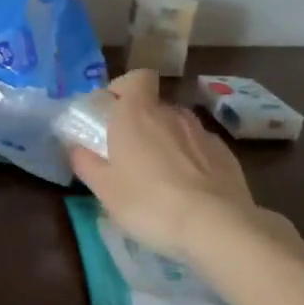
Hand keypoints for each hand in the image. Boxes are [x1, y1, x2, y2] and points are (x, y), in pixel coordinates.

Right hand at [68, 69, 259, 261]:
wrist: (216, 226)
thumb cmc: (149, 203)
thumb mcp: (105, 190)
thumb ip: (86, 163)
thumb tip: (76, 147)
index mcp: (137, 114)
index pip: (135, 78)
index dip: (123, 90)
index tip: (111, 113)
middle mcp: (171, 114)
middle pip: (154, 106)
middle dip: (141, 124)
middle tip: (129, 156)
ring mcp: (202, 132)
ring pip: (178, 127)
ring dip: (167, 142)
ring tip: (160, 177)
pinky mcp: (226, 154)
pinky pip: (200, 148)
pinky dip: (191, 160)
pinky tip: (188, 190)